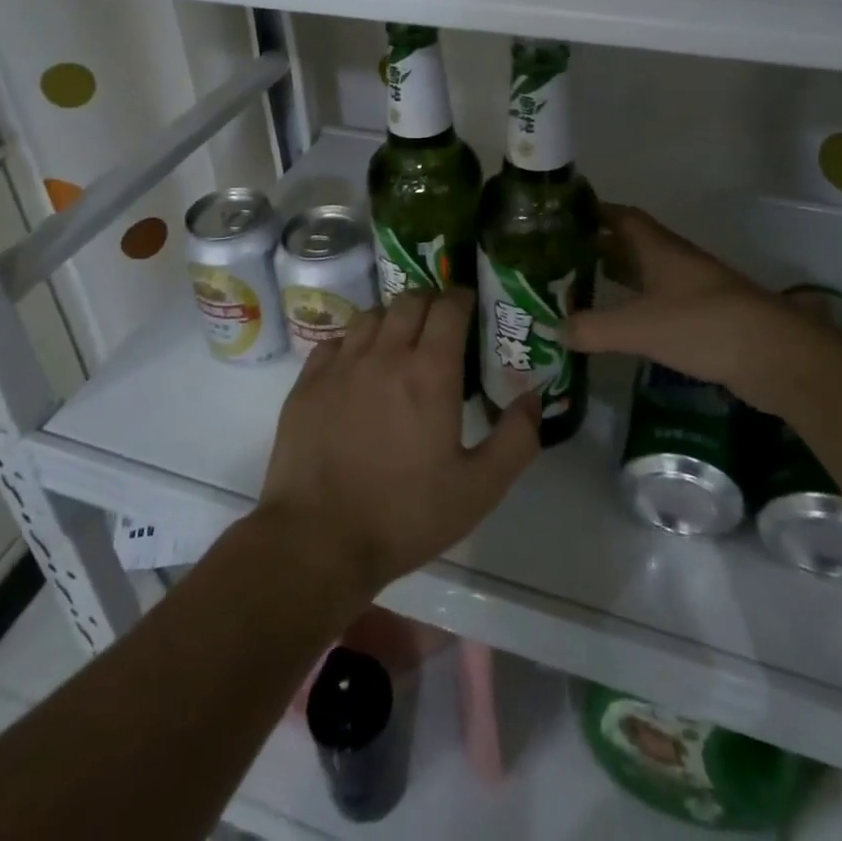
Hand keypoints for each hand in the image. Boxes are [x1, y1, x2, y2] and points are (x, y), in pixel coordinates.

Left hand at [257, 289, 540, 607]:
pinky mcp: (308, 383)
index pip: (448, 306)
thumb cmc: (405, 515)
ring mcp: (341, 365)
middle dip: (431, 302)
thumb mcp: (479, 489)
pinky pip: (335, 341)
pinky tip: (358, 367)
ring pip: (371, 315)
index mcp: (430, 372)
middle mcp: (385, 355)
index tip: (471, 307)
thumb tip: (533, 396)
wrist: (318, 541)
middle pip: (410, 299)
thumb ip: (516, 439)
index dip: (463, 298)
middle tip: (441, 325)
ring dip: (392, 319)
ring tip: (400, 343)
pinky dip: (353, 343)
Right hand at [562, 205, 837, 415]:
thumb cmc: (701, 324)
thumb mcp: (638, 326)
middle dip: (601, 247)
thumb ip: (593, 327)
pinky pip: (661, 303)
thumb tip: (554, 330)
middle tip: (564, 257)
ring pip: (648, 274)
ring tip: (585, 287)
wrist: (773, 355)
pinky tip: (623, 324)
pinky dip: (638, 307)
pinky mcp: (705, 319)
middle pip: (633, 245)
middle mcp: (676, 262)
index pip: (623, 217)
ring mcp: (694, 290)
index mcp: (659, 249)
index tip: (565, 216)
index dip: (596, 212)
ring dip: (620, 277)